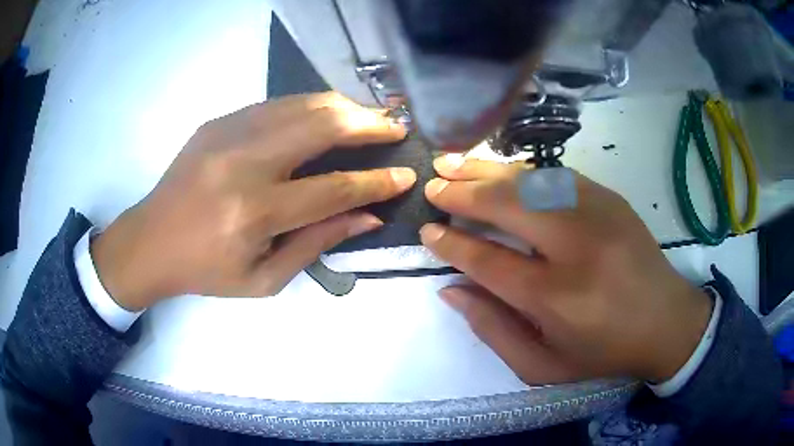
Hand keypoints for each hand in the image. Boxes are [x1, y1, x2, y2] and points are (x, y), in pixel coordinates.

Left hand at [92, 92, 415, 310]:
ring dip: (345, 107)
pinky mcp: (219, 120)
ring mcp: (228, 132)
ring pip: (303, 104)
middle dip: (370, 124)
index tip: (405, 175)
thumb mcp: (264, 279)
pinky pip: (278, 104)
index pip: (333, 188)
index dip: (375, 181)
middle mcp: (244, 163)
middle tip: (397, 127)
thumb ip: (317, 243)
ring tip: (370, 117)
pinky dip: (312, 106)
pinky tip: (328, 115)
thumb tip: (368, 216)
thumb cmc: (206, 271)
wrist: (150, 240)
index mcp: (254, 213)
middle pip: (322, 127)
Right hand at [420, 157, 712, 383]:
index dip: (453, 243)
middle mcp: (577, 246)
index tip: (428, 230)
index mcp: (557, 297)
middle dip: (463, 193)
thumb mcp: (543, 365)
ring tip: (454, 163)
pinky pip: (556, 175)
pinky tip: (502, 172)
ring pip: (530, 181)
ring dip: (487, 172)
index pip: (489, 260)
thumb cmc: (603, 351)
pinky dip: (522, 173)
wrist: (666, 321)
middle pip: (507, 206)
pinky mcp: (611, 198)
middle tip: (433, 186)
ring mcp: (598, 213)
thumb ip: (493, 330)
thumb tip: (452, 289)